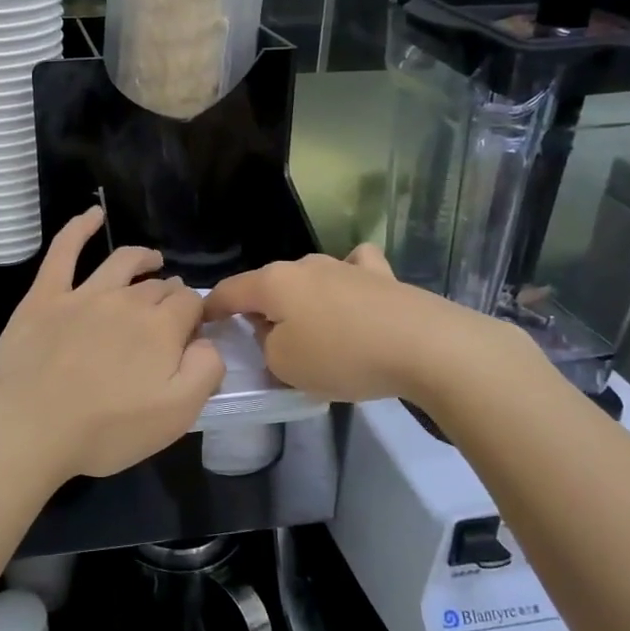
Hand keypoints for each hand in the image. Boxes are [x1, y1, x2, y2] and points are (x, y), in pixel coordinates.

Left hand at [0, 209, 225, 484]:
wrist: (28, 425)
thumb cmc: (105, 429)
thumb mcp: (176, 415)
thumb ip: (205, 371)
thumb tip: (207, 341)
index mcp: (161, 328)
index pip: (190, 304)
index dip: (195, 314)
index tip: (192, 331)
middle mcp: (126, 301)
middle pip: (158, 287)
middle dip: (170, 293)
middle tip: (171, 309)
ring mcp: (83, 294)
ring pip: (121, 262)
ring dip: (142, 258)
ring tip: (152, 260)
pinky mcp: (45, 296)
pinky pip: (64, 251)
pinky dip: (80, 228)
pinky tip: (92, 214)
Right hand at [205, 245, 529, 404]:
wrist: (426, 346)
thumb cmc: (343, 356)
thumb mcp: (284, 365)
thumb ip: (266, 346)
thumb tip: (274, 333)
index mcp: (273, 283)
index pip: (228, 291)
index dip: (211, 309)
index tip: (203, 324)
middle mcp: (304, 265)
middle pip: (268, 285)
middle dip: (259, 309)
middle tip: (263, 343)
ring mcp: (345, 266)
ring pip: (308, 278)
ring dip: (301, 300)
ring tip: (310, 329)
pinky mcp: (381, 275)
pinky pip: (353, 270)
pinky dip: (346, 281)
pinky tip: (355, 295)